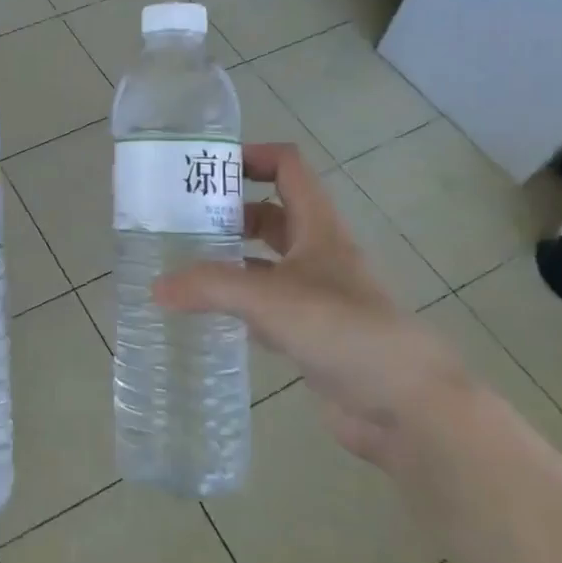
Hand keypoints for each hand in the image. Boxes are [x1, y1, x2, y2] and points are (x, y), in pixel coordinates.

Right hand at [154, 142, 465, 463]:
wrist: (406, 406)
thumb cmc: (344, 330)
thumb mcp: (271, 298)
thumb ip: (211, 287)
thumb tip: (156, 287)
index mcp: (318, 227)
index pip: (288, 168)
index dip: (251, 156)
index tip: (206, 169)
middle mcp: (317, 253)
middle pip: (271, 214)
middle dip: (228, 212)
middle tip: (180, 222)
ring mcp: (315, 295)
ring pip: (265, 262)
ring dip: (229, 259)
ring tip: (182, 265)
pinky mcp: (310, 334)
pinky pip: (265, 306)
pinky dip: (237, 303)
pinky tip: (206, 313)